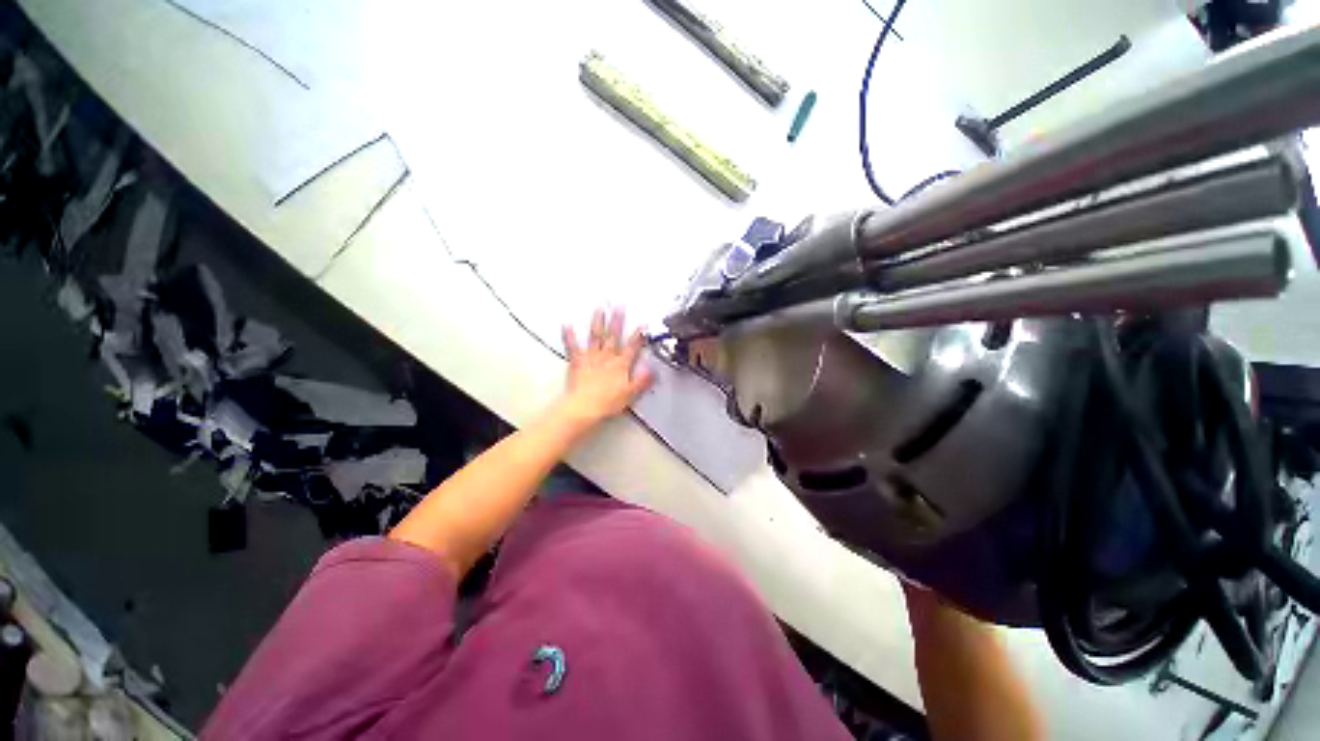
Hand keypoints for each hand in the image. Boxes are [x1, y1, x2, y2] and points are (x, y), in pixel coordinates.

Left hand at [559, 307, 654, 425]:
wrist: (584, 407)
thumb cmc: (607, 402)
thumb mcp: (630, 394)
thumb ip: (642, 381)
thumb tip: (652, 370)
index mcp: (620, 365)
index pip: (632, 347)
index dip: (638, 336)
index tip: (642, 325)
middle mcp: (606, 357)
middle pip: (613, 336)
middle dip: (617, 320)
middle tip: (619, 306)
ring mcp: (591, 358)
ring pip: (596, 336)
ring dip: (597, 322)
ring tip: (599, 309)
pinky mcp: (577, 362)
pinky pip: (572, 347)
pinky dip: (569, 336)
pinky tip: (567, 325)